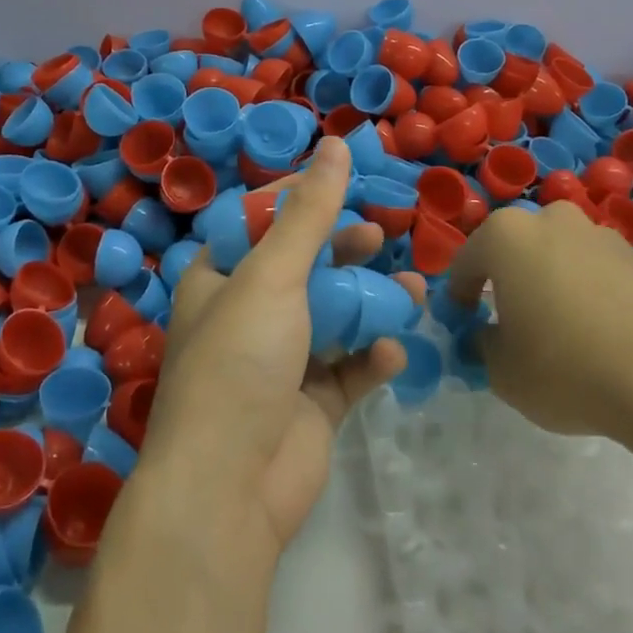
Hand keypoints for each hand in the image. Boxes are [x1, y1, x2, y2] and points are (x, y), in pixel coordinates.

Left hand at [144, 137, 425, 552]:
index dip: (297, 200)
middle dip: (343, 251)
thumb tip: (336, 143)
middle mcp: (246, 316)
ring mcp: (280, 362)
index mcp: (219, 280)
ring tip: (413, 287)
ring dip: (370, 302)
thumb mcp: (274, 276)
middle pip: (302, 268)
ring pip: (333, 317)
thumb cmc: (241, 361)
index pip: (258, 224)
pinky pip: (349, 370)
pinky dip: (371, 358)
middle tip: (382, 235)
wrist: (229, 488)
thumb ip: (310, 212)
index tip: (343, 181)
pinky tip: (390, 353)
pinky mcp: (311, 405)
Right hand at [448, 200, 632, 442]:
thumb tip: (489, 337)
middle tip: (516, 324)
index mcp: (509, 236)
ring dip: (558, 286)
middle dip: (512, 280)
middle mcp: (556, 222)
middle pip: (520, 249)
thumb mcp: (502, 372)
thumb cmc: (568, 369)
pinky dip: (600, 299)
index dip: (459, 295)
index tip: (464, 324)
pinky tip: (611, 342)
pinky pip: (607, 277)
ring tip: (570, 336)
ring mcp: (608, 238)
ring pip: (566, 258)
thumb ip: (483, 346)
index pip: (466, 261)